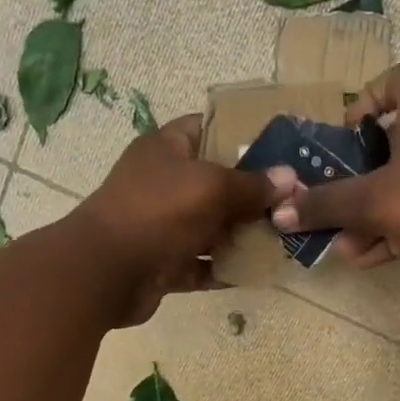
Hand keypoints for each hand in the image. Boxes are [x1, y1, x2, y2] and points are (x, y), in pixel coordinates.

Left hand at [72, 114, 293, 324]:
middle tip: (295, 198)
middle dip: (253, 192)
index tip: (282, 146)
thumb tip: (290, 179)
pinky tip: (260, 271)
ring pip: (211, 226)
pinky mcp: (164, 263)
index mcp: (167, 149)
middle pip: (216, 182)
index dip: (243, 133)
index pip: (208, 128)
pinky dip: (226, 268)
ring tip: (286, 237)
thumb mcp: (211, 187)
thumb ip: (252, 185)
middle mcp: (164, 183)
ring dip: (243, 234)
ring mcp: (162, 226)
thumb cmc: (157, 212)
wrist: (104, 273)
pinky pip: (202, 263)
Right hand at [270, 62, 399, 274]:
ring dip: (368, 213)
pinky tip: (364, 257)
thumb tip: (279, 213)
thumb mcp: (375, 202)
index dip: (369, 96)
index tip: (349, 132)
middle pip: (391, 142)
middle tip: (333, 197)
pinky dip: (391, 231)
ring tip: (342, 241)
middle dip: (356, 176)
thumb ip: (327, 206)